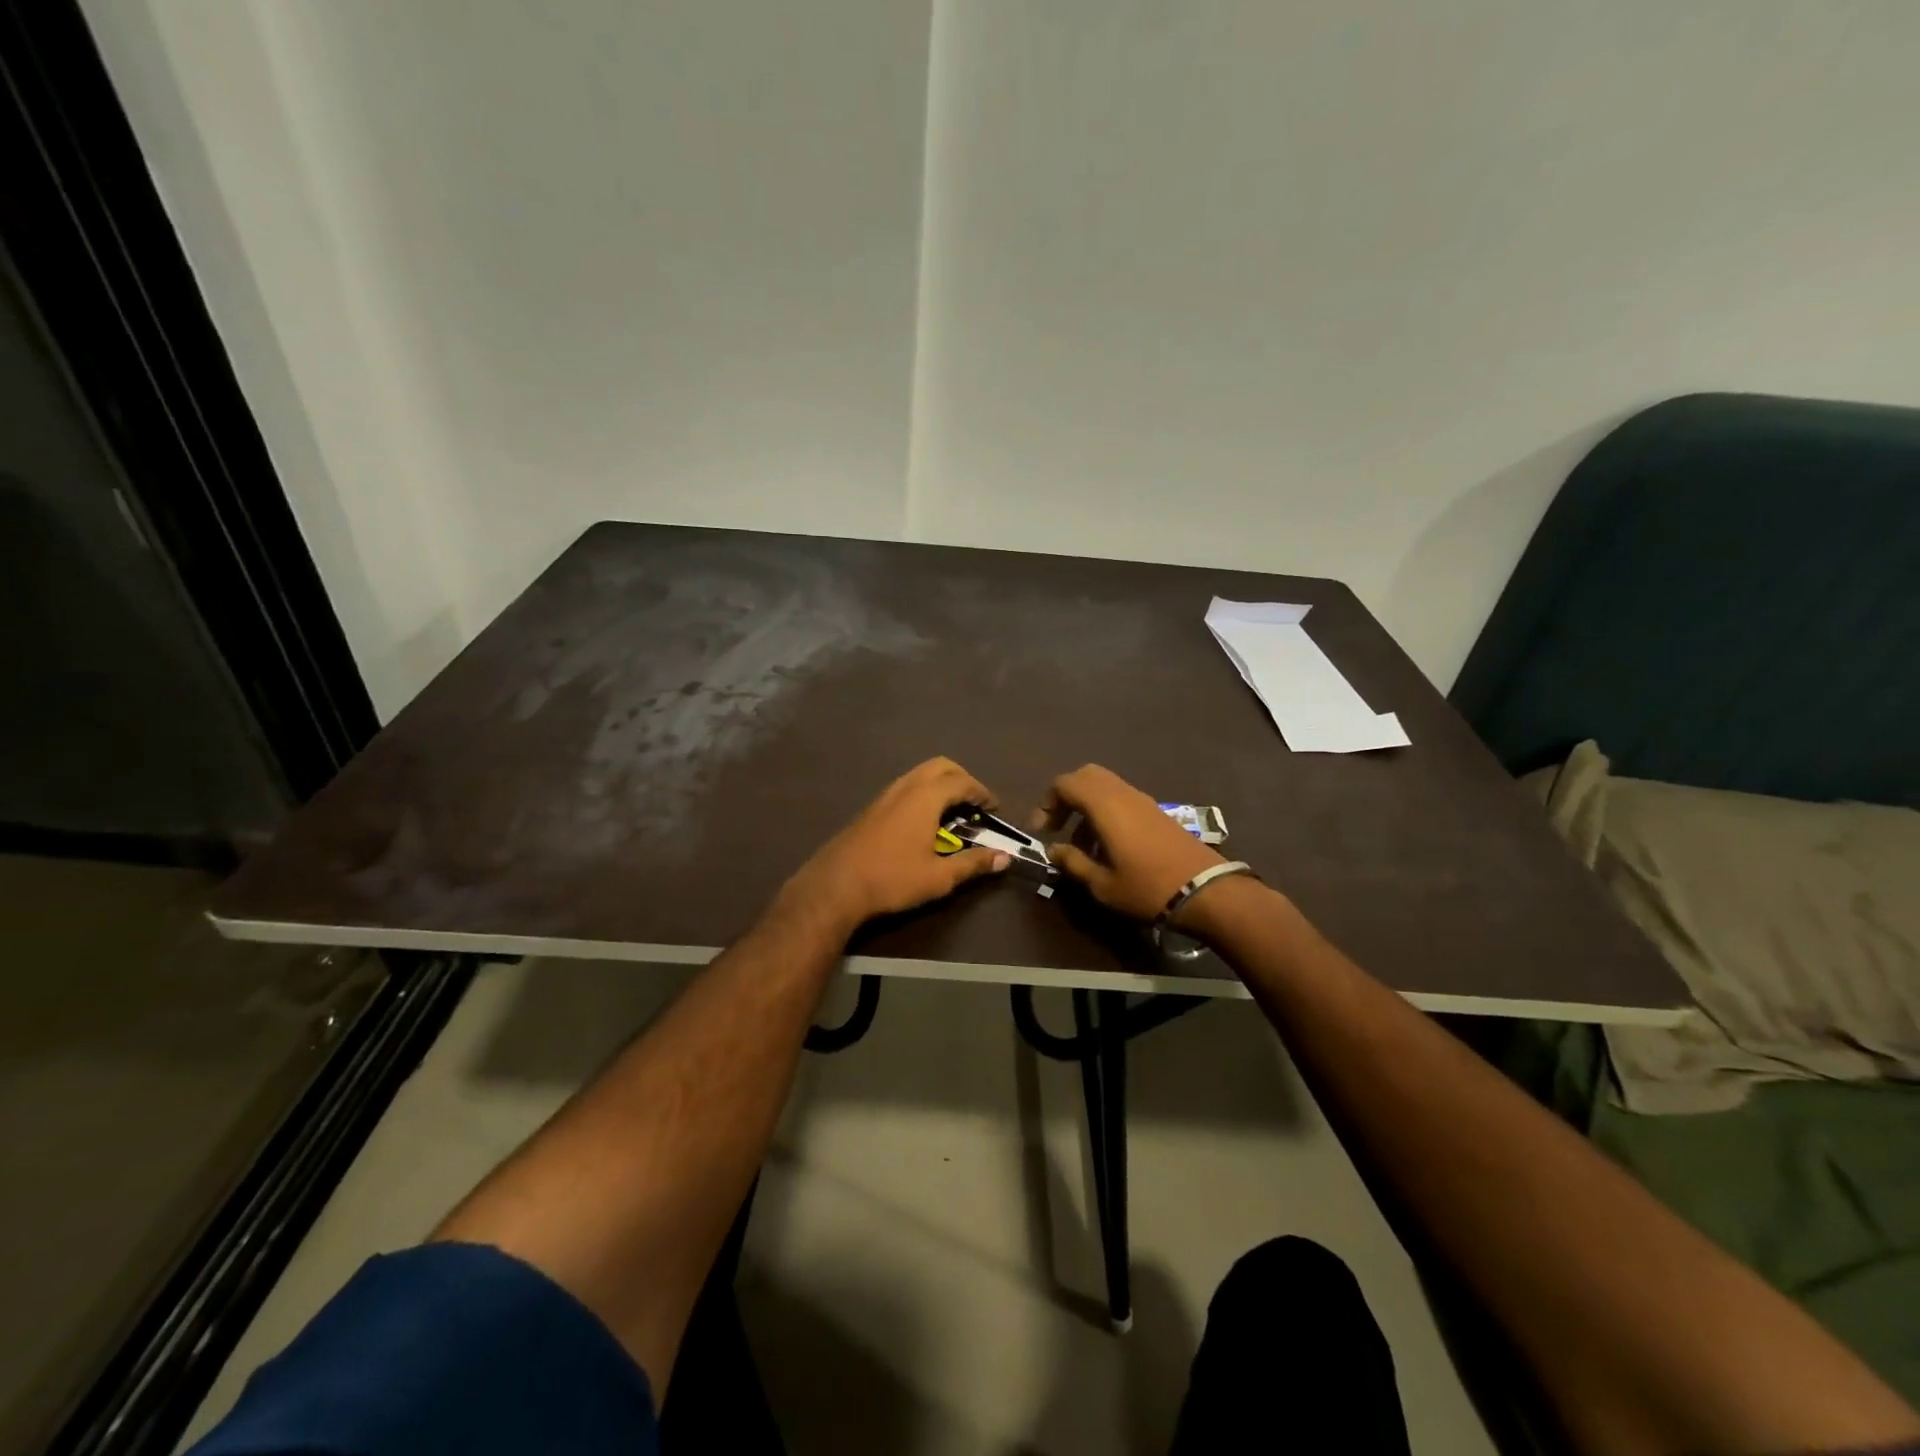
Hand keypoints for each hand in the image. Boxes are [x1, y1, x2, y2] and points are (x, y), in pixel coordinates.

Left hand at [781, 757, 1009, 933]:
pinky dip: (922, 792)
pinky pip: (905, 786)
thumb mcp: (940, 877)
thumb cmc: (892, 879)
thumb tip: (1006, 857)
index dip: (981, 792)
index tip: (993, 808)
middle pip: (940, 766)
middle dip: (961, 779)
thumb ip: (974, 864)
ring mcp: (884, 795)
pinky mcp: (871, 808)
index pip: (962, 782)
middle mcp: (905, 787)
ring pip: (919, 774)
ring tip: (951, 812)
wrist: (835, 886)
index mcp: (925, 797)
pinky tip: (923, 821)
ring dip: (940, 784)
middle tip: (974, 803)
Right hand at [1031, 764, 1223, 921]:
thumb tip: (1053, 850)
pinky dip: (1105, 812)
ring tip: (1081, 844)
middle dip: (1065, 797)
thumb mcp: (1102, 884)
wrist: (1206, 891)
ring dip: (1086, 807)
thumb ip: (1073, 862)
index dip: (1046, 803)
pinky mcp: (1156, 811)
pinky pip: (1121, 798)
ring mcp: (1143, 800)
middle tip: (1057, 827)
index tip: (1041, 831)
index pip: (1065, 784)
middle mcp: (1122, 793)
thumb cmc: (1147, 888)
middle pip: (1085, 776)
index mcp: (1104, 805)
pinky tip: (1107, 845)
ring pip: (1104, 786)